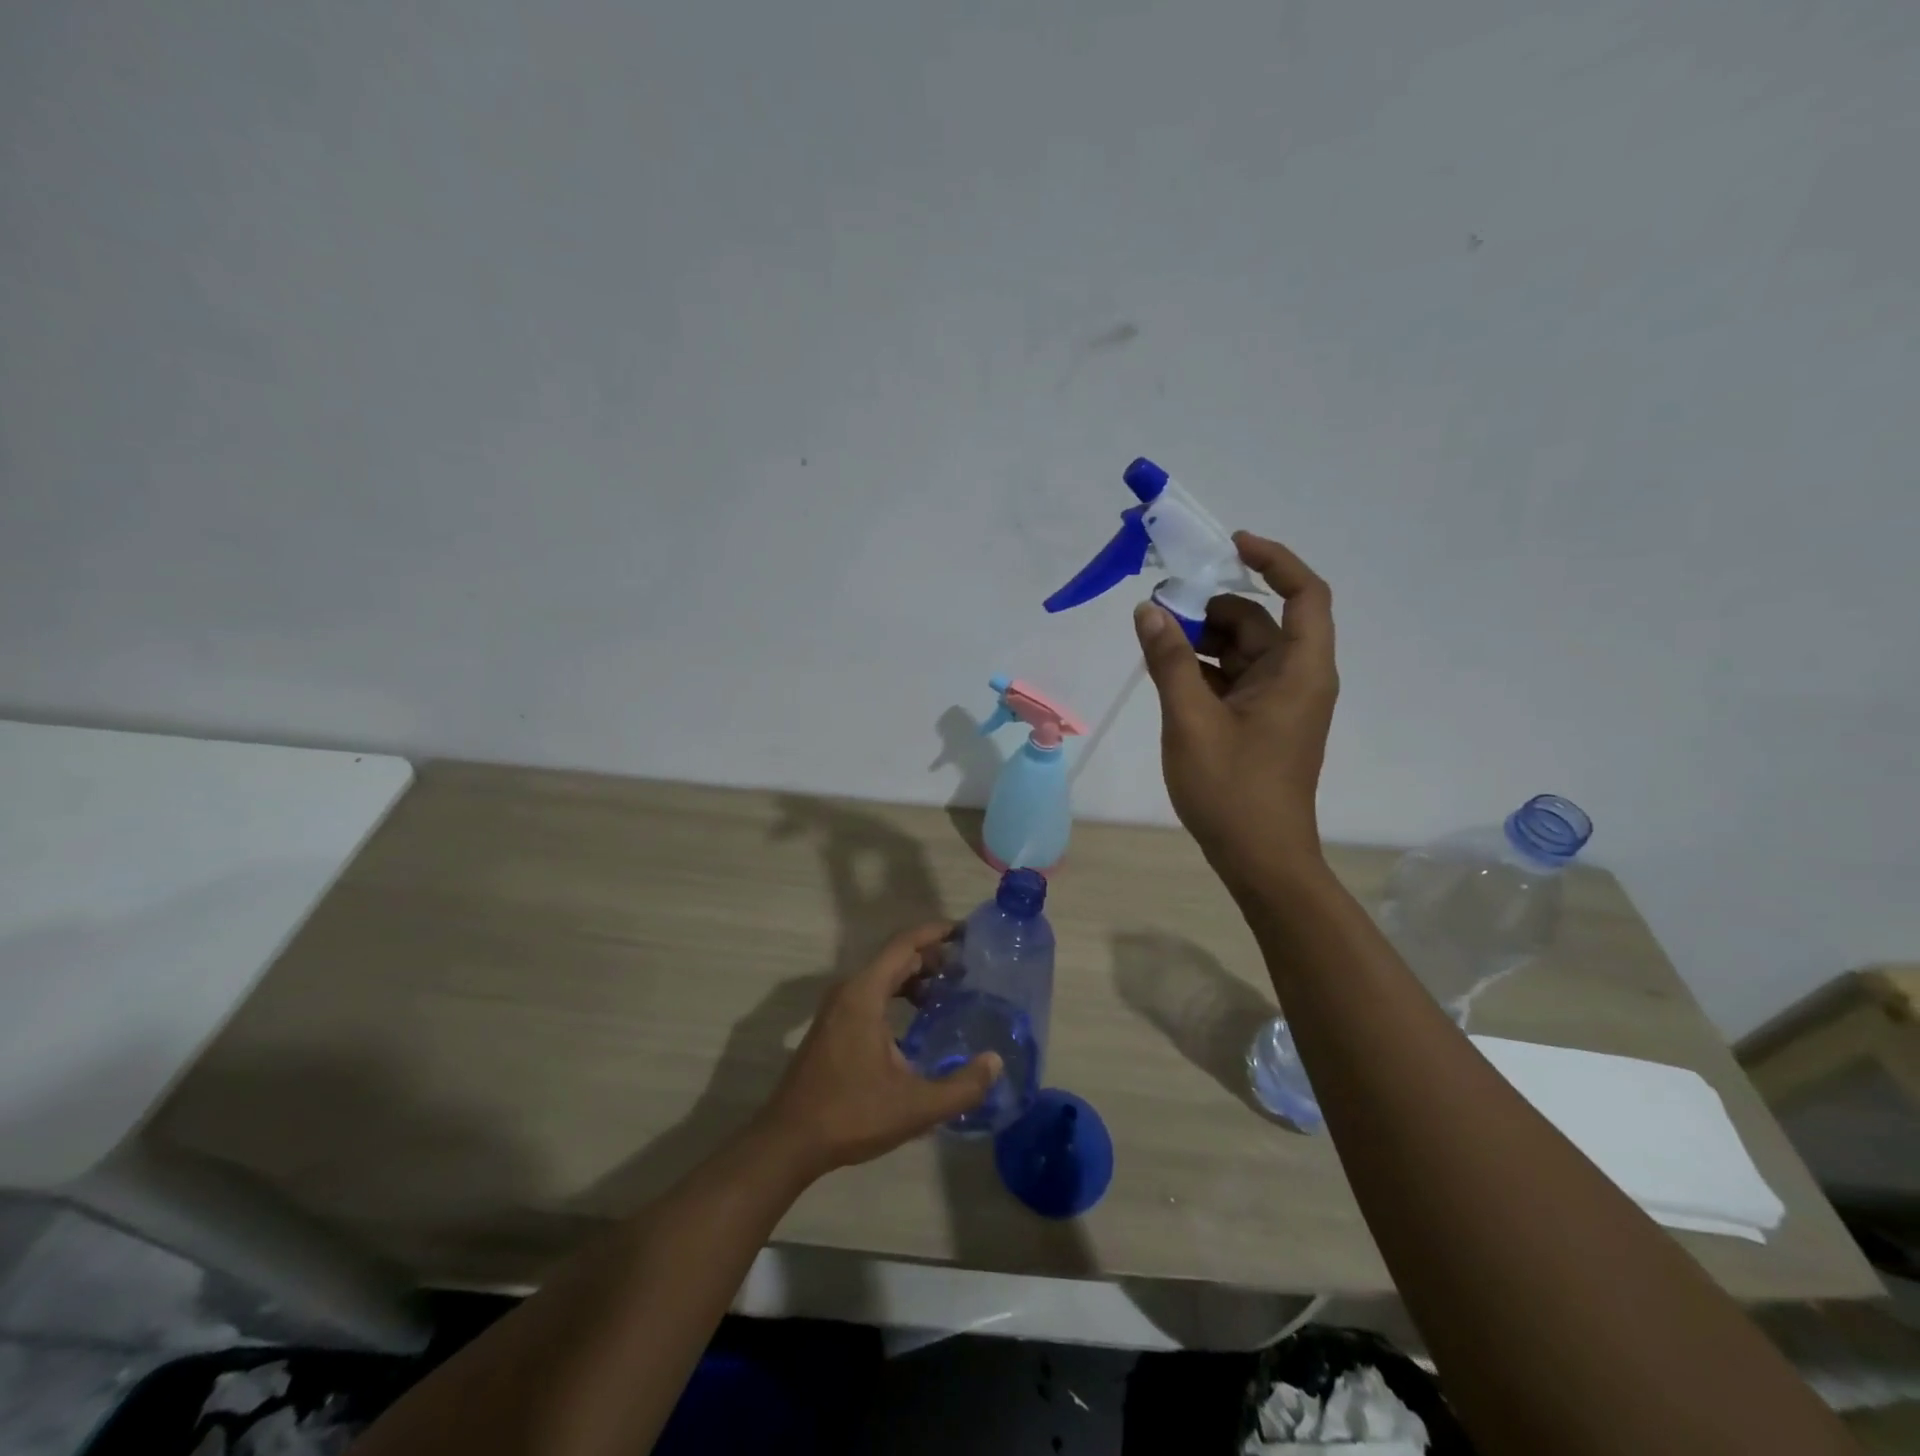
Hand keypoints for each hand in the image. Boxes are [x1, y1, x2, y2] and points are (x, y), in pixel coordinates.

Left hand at [758, 923, 1001, 1176]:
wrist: (788, 1141)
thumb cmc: (851, 1115)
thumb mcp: (915, 1106)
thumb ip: (961, 1086)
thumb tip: (995, 1063)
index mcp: (864, 994)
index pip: (904, 945)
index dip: (935, 933)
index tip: (966, 933)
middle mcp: (848, 991)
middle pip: (894, 957)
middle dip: (931, 957)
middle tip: (968, 968)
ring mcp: (836, 1008)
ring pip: (882, 977)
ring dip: (914, 978)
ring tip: (949, 992)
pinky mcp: (832, 1026)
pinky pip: (870, 994)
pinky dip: (897, 994)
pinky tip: (917, 1020)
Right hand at [1134, 532, 1337, 886]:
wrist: (1260, 859)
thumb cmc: (1232, 789)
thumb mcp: (1191, 719)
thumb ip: (1169, 661)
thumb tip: (1148, 610)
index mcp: (1300, 671)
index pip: (1305, 594)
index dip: (1274, 560)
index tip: (1230, 546)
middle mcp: (1298, 679)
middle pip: (1261, 621)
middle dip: (1212, 608)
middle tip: (1159, 609)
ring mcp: (1280, 703)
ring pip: (1243, 651)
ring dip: (1202, 641)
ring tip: (1154, 643)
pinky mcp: (1262, 723)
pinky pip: (1235, 680)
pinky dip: (1204, 670)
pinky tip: (1167, 675)